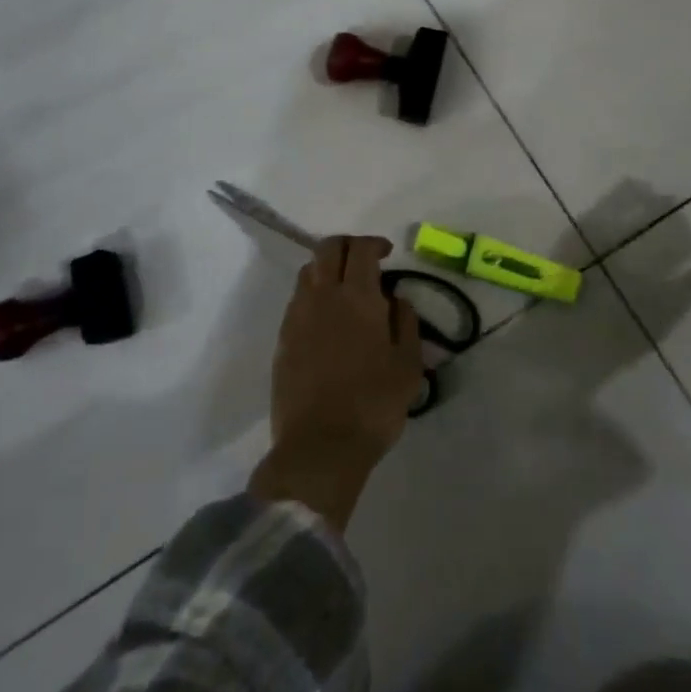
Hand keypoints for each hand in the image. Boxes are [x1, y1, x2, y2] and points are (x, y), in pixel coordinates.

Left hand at [248, 235, 422, 531]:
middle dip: (347, 246)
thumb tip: (395, 298)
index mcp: (357, 297)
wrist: (319, 448)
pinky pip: (297, 300)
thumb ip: (405, 322)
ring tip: (344, 288)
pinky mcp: (282, 340)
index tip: (386, 253)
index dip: (374, 243)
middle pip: (328, 249)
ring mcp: (297, 317)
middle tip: (364, 261)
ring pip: (308, 272)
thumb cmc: (373, 405)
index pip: (360, 249)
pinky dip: (313, 294)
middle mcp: (323, 296)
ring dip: (327, 268)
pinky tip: (326, 317)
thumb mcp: (408, 365)